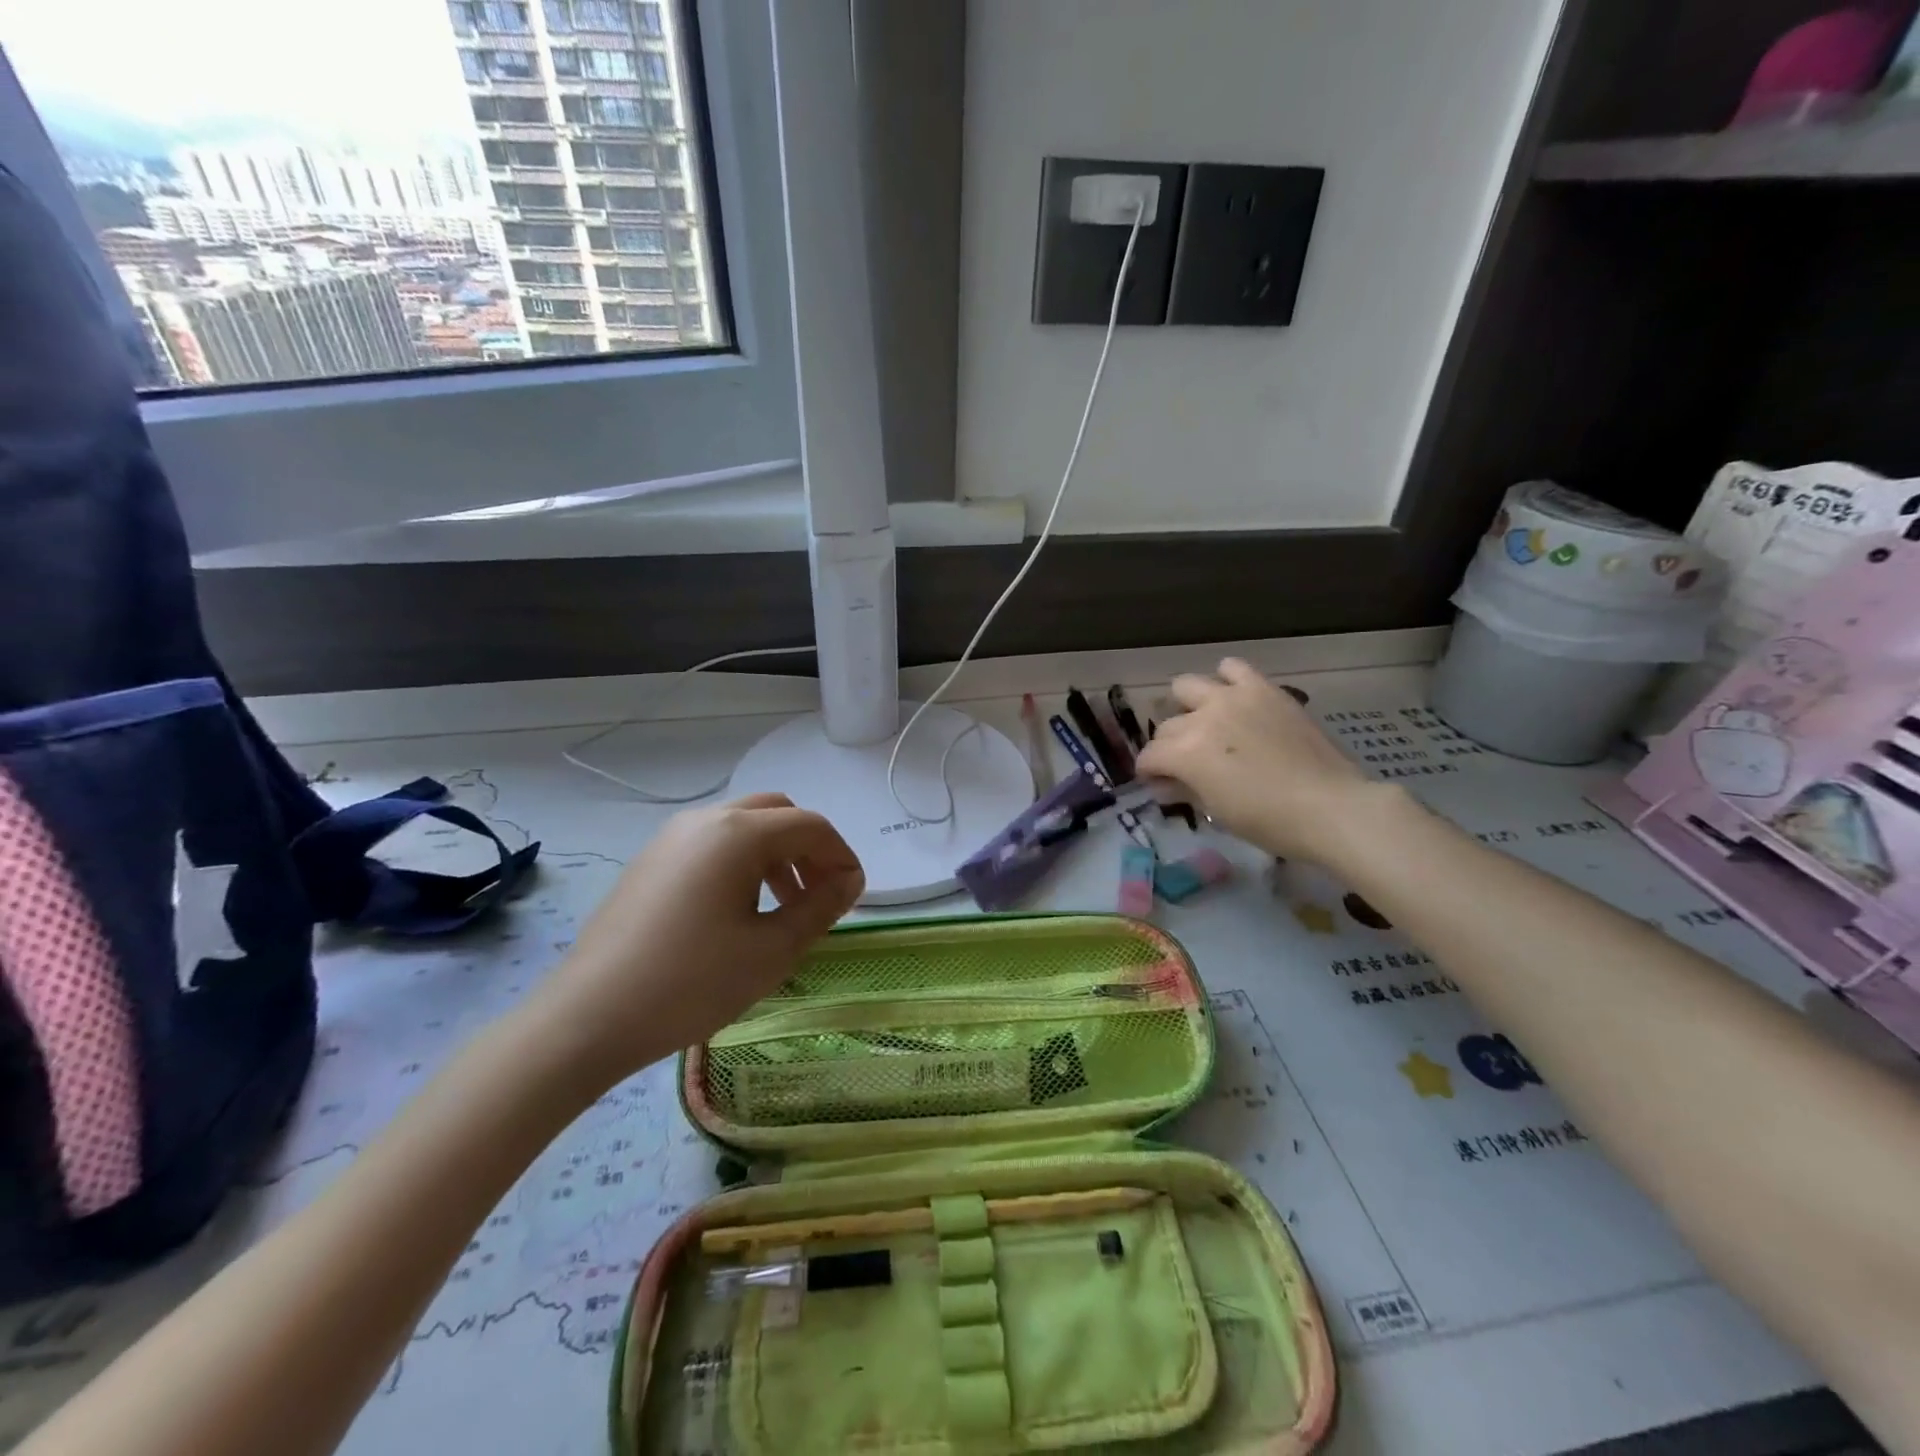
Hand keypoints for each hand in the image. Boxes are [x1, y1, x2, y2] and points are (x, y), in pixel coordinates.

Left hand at [522, 793, 863, 1084]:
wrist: (587, 1018)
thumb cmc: (691, 983)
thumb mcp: (771, 950)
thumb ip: (819, 908)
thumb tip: (849, 882)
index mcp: (738, 833)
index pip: (811, 826)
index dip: (841, 856)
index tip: (854, 896)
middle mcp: (706, 820)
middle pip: (777, 813)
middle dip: (809, 848)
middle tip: (820, 894)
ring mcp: (672, 838)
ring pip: (743, 826)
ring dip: (776, 854)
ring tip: (783, 907)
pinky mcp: (651, 861)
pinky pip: (713, 844)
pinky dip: (742, 862)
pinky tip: (738, 911)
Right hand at [1135, 658, 1386, 863]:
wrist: (1330, 806)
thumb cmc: (1269, 821)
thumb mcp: (1217, 812)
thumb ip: (1185, 790)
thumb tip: (1165, 784)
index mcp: (1185, 753)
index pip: (1149, 757)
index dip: (1150, 774)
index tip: (1160, 785)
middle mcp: (1201, 718)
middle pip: (1166, 727)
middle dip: (1168, 747)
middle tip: (1187, 765)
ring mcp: (1232, 698)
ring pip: (1186, 686)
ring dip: (1188, 707)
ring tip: (1206, 725)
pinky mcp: (1263, 689)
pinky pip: (1233, 667)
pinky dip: (1226, 680)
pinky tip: (1234, 699)